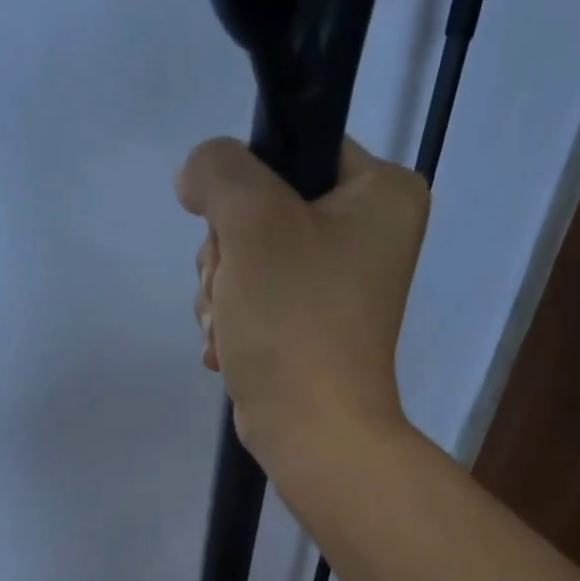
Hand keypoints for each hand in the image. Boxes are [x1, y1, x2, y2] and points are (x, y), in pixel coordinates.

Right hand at [176, 136, 429, 464]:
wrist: (311, 431)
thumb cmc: (295, 320)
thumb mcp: (253, 222)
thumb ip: (219, 170)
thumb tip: (197, 175)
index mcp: (382, 193)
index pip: (295, 149)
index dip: (248, 186)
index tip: (236, 232)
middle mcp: (368, 232)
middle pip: (263, 208)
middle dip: (228, 255)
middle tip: (233, 290)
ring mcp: (337, 284)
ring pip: (249, 256)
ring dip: (222, 292)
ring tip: (231, 329)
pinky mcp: (310, 325)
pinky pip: (255, 298)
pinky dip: (233, 322)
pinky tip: (230, 350)